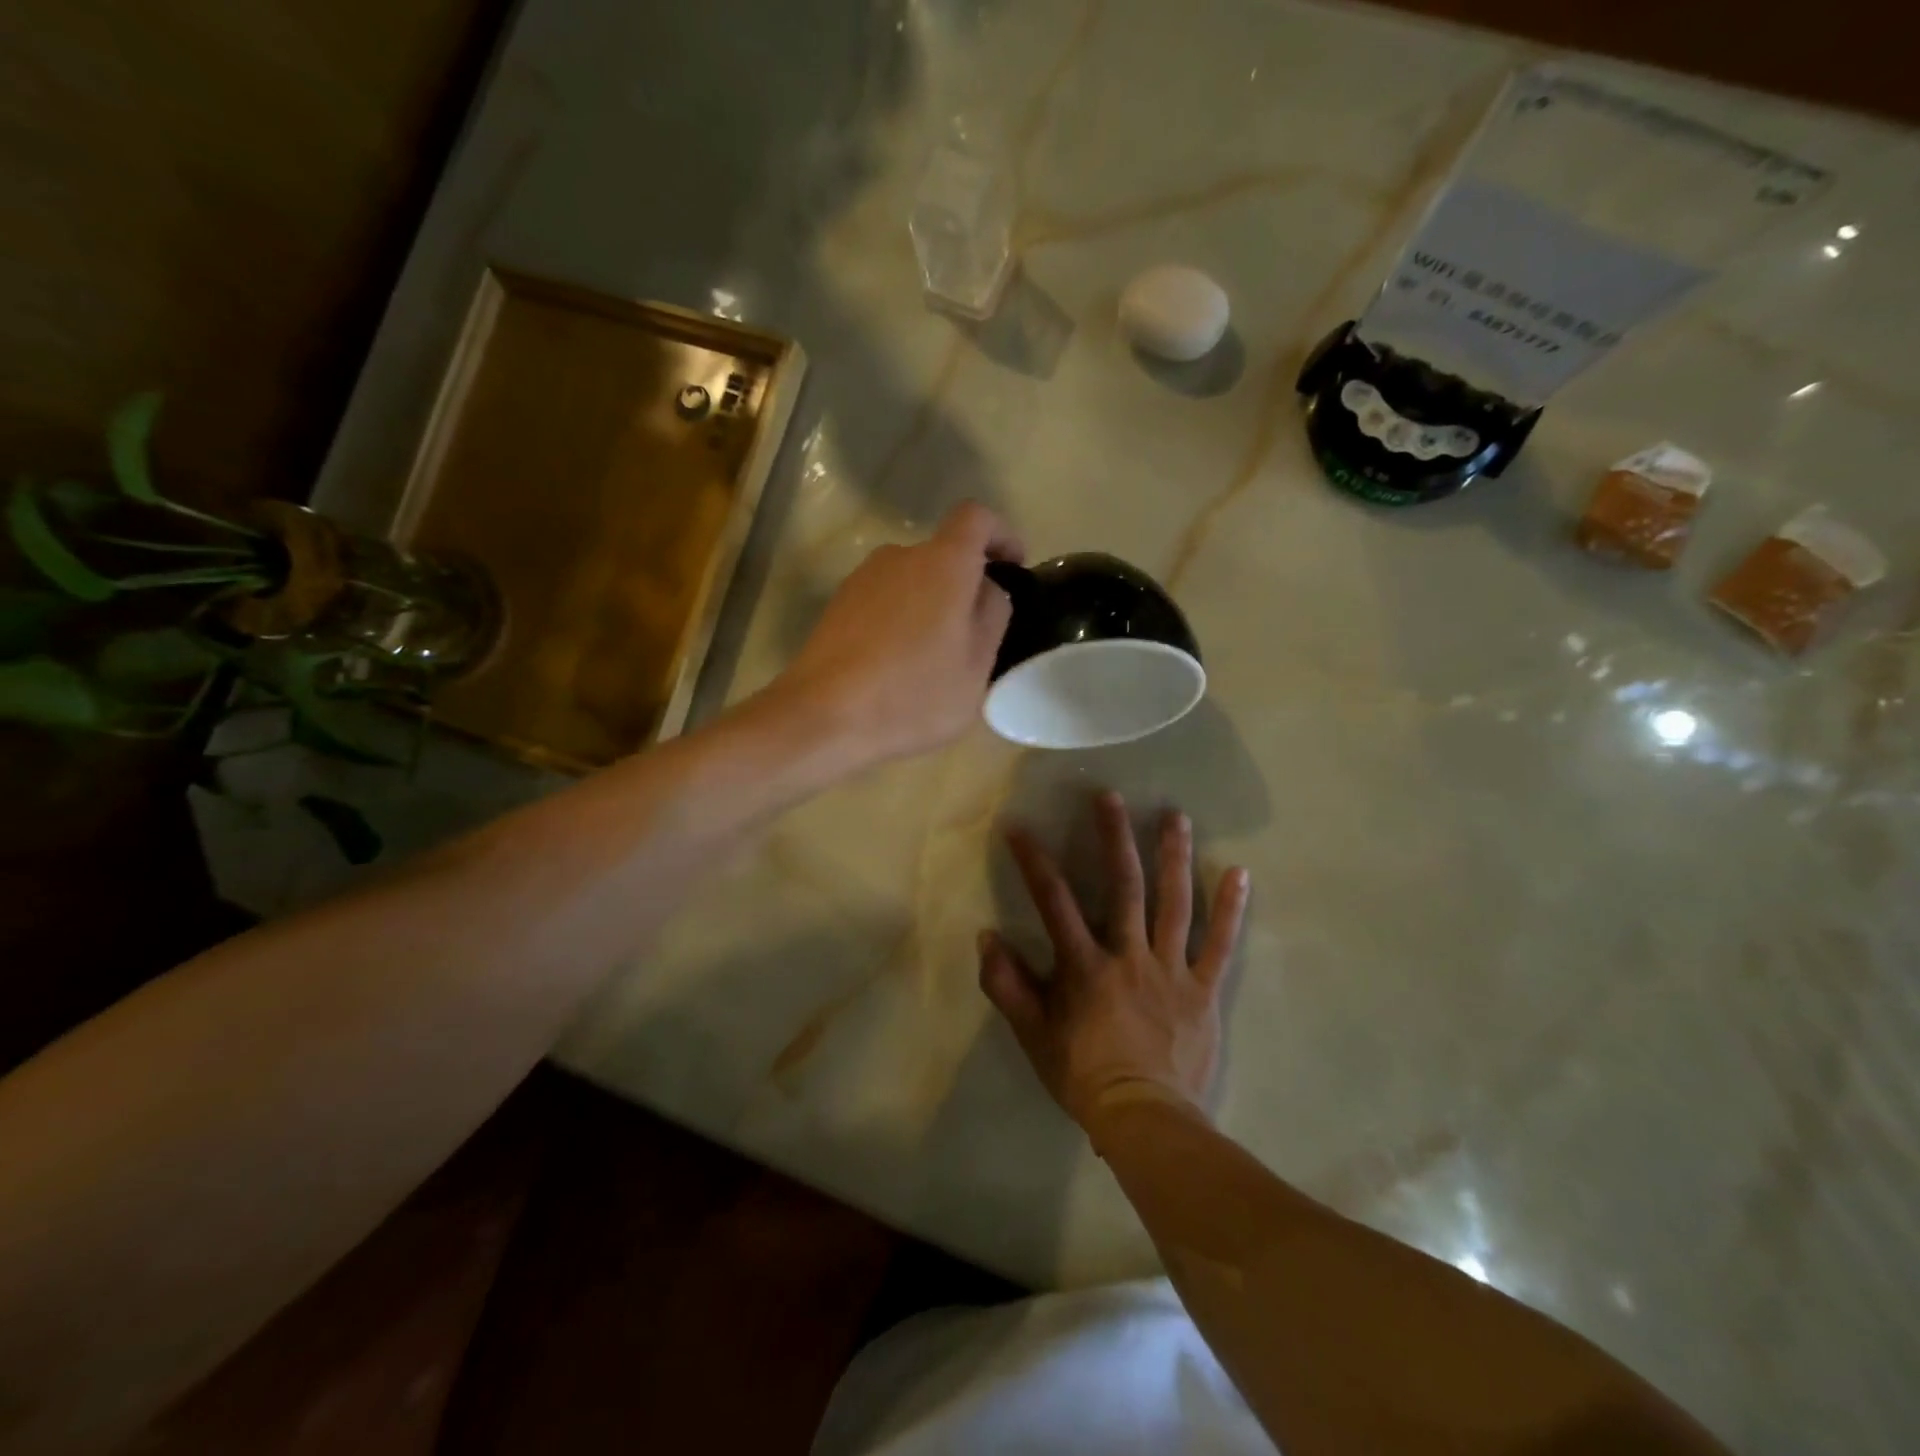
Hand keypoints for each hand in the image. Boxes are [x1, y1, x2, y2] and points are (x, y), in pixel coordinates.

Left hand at [776, 502, 1023, 765]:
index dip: (1002, 535)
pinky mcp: (838, 605)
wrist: (823, 717)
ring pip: (913, 582)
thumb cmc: (913, 693)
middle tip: (976, 637)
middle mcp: (900, 556)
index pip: (977, 518)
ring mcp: (862, 579)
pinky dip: (902, 621)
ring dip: (931, 608)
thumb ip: (992, 616)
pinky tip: (898, 667)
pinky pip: (885, 602)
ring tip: (935, 660)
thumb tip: (986, 590)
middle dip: (966, 586)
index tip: (1014, 567)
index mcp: (943, 562)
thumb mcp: (976, 666)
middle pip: (944, 555)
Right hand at [980, 791, 1250, 1131]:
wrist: (1145, 1120)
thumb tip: (987, 938)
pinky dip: (1230, 909)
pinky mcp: (1204, 989)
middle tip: (1110, 796)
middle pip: (1123, 886)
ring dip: (1174, 856)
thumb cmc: (1083, 1075)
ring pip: (1174, 903)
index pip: (1054, 902)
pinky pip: (1221, 945)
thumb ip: (1007, 986)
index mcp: (1085, 965)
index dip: (1033, 861)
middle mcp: (1129, 955)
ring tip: (1176, 815)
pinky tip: (1240, 873)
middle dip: (1114, 837)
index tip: (1018, 826)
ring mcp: (1171, 969)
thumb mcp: (1033, 1035)